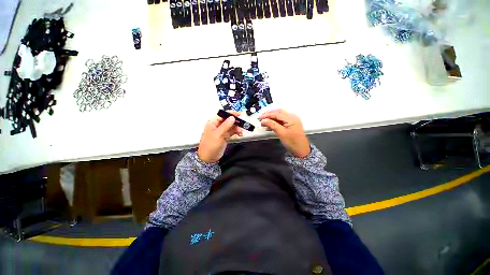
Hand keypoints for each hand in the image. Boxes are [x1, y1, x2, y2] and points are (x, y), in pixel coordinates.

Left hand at [198, 111, 242, 162]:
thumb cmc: (209, 146)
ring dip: (236, 127)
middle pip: (228, 120)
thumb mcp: (218, 134)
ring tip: (241, 130)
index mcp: (213, 123)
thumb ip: (226, 125)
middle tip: (242, 123)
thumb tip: (232, 118)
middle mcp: (217, 126)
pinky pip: (232, 132)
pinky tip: (239, 133)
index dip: (231, 114)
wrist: (208, 157)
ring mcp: (221, 131)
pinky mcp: (225, 137)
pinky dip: (236, 132)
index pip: (223, 115)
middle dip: (235, 121)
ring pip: (231, 126)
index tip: (238, 114)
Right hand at [260, 109, 310, 157]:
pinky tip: (270, 123)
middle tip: (261, 117)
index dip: (268, 115)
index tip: (260, 118)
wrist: (301, 150)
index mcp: (291, 118)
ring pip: (280, 115)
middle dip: (270, 114)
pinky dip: (275, 121)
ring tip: (264, 120)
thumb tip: (263, 120)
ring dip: (272, 117)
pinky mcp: (291, 124)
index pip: (277, 114)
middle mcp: (292, 117)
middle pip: (279, 112)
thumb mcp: (281, 133)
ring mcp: (292, 120)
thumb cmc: (292, 142)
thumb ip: (272, 125)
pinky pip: (282, 120)